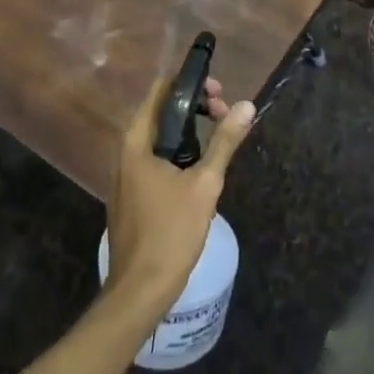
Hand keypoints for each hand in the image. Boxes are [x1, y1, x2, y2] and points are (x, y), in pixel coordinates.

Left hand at [104, 76, 255, 320]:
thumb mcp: (205, 184)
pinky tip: (200, 170)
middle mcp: (126, 151)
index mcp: (137, 141)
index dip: (191, 83)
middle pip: (161, 112)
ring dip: (189, 131)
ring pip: (160, 137)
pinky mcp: (132, 194)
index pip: (161, 91)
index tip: (220, 93)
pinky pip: (156, 159)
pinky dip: (178, 152)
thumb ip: (224, 142)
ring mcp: (126, 174)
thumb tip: (247, 105)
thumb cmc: (171, 232)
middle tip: (225, 116)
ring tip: (219, 140)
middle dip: (195, 107)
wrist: (139, 290)